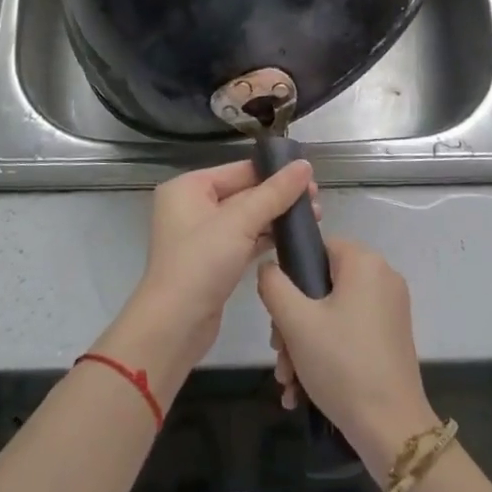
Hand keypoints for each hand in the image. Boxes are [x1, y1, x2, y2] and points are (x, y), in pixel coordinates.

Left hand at [114, 160, 317, 374]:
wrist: (174, 326)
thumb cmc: (201, 263)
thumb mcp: (240, 222)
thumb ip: (275, 193)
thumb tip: (305, 165)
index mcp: (188, 187)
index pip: (239, 170)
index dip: (275, 172)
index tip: (310, 177)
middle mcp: (191, 206)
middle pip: (244, 192)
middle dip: (279, 197)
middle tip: (317, 201)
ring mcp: (201, 236)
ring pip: (246, 218)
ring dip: (277, 218)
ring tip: (314, 218)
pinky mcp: (212, 261)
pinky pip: (244, 240)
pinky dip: (266, 238)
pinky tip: (293, 239)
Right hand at [258, 238, 436, 481]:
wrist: (391, 429)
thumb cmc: (342, 364)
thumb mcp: (295, 322)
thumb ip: (273, 284)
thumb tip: (269, 267)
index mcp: (365, 262)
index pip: (317, 248)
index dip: (291, 276)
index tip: (277, 314)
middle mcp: (382, 278)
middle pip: (322, 286)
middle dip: (292, 323)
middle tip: (280, 355)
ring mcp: (390, 310)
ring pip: (332, 314)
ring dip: (304, 344)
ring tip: (288, 381)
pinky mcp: (392, 338)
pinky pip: (349, 333)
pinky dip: (326, 353)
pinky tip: (303, 390)